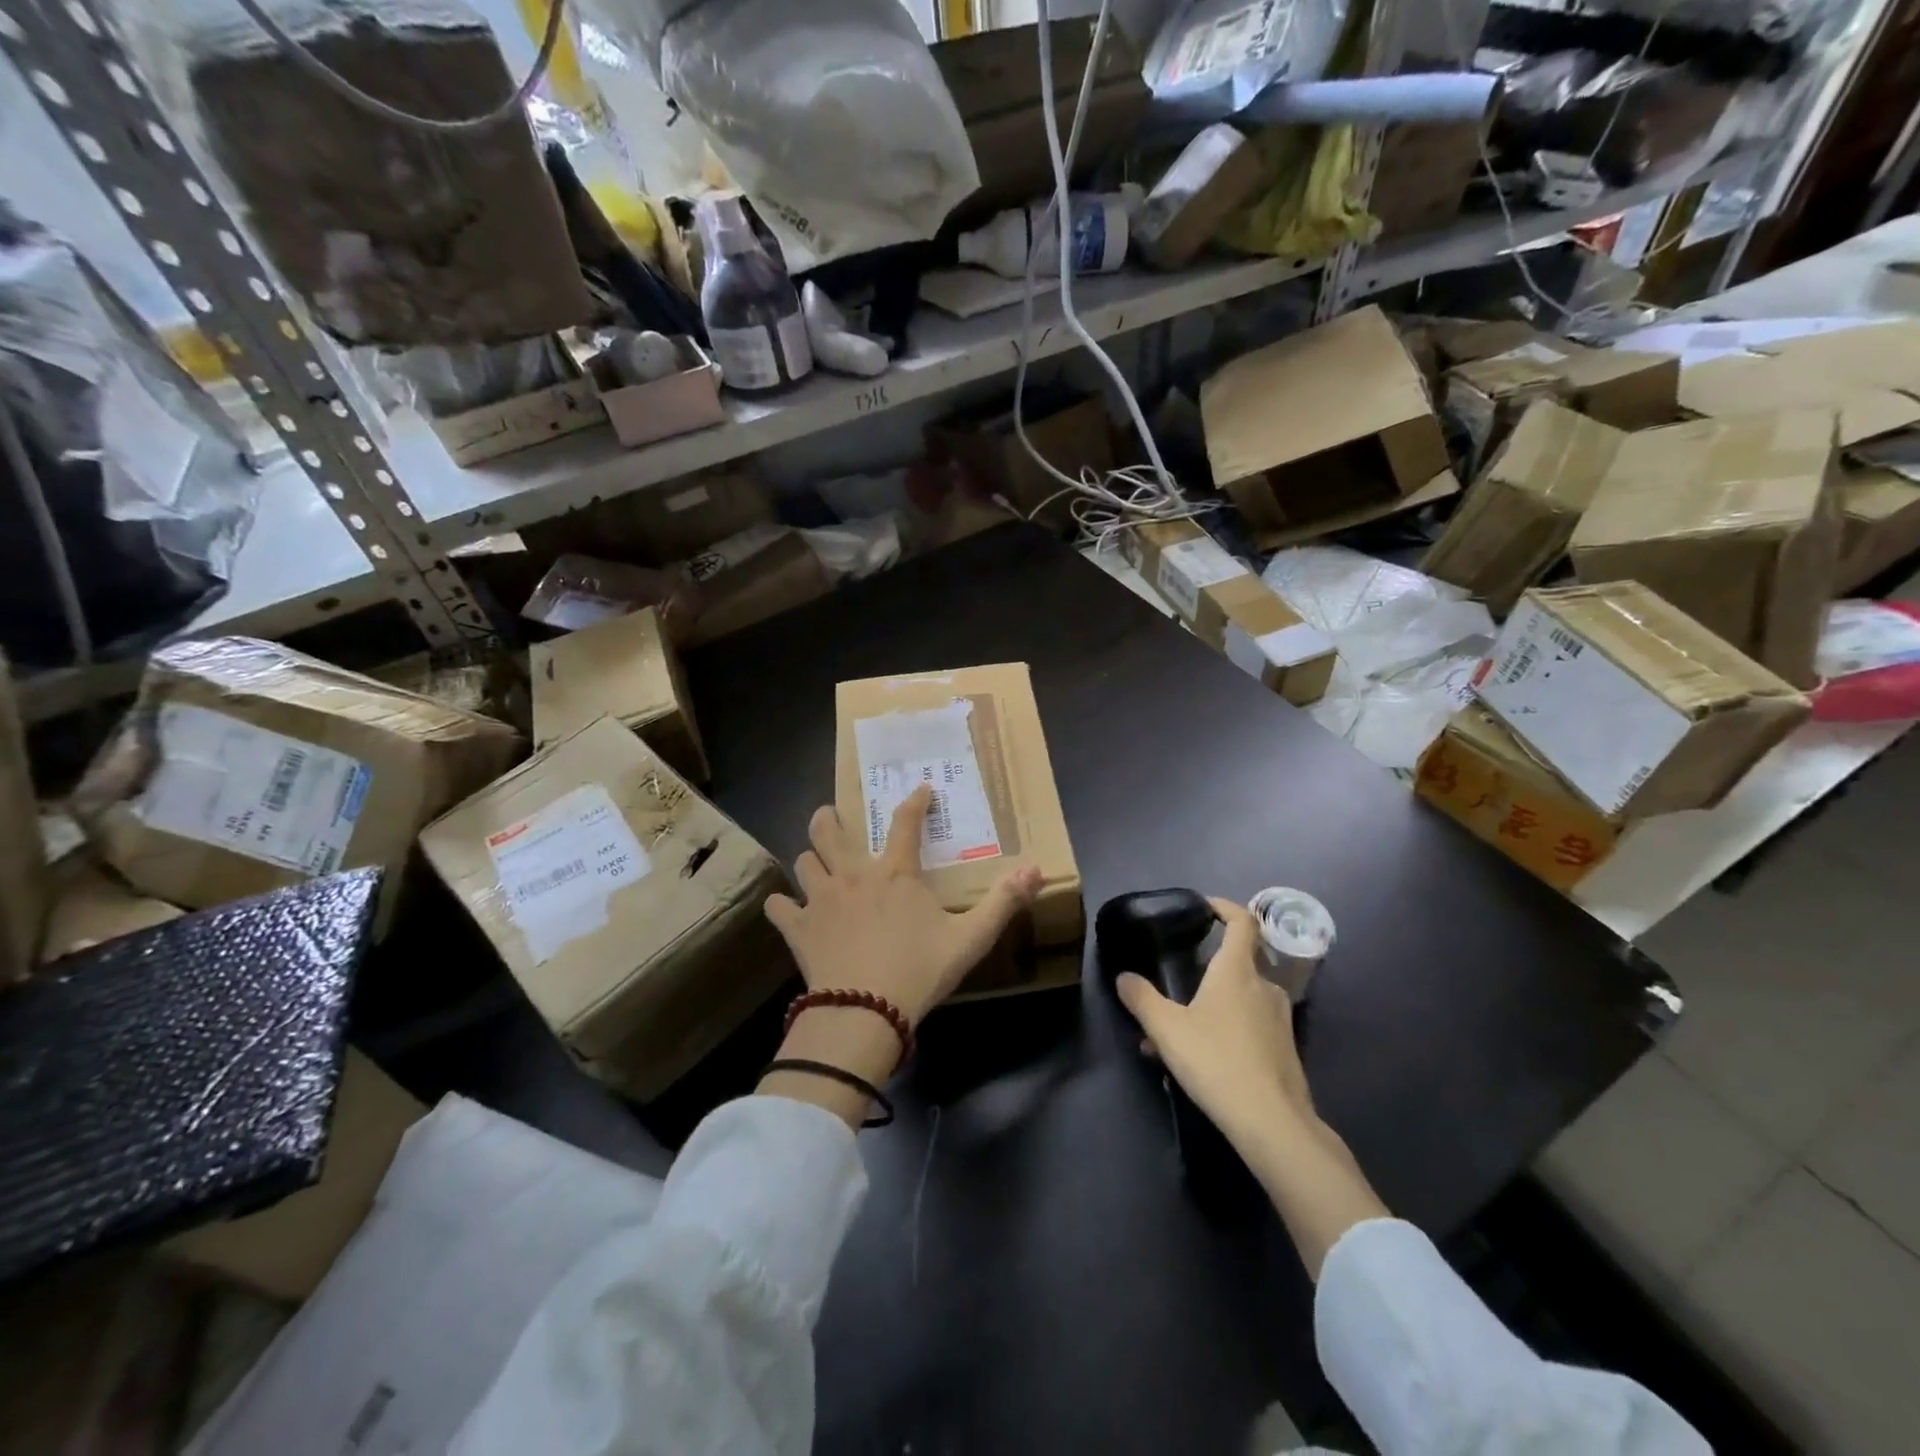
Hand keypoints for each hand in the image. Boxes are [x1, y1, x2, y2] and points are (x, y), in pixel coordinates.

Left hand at [766, 785, 1042, 1025]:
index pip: (905, 823)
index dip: (914, 802)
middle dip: (829, 818)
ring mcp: (820, 900)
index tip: (920, 789)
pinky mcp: (798, 929)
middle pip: (829, 830)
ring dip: (810, 858)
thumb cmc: (920, 970)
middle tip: (833, 816)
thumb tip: (1037, 869)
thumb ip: (1003, 903)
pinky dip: (782, 905)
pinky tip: (785, 908)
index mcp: (895, 873)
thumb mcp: (971, 938)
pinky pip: (779, 907)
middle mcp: (853, 875)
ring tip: (816, 862)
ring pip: (804, 861)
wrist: (865, 1012)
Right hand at [1115, 897, 1313, 1149]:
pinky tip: (1198, 1060)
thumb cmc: (1216, 1061)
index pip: (1242, 922)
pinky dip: (1224, 1030)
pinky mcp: (1285, 1050)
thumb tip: (1123, 977)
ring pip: (1240, 999)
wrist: (1272, 1122)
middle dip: (1207, 968)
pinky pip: (1249, 1026)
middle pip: (1238, 962)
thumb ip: (1142, 999)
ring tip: (1175, 1032)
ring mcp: (1279, 1020)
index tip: (1204, 907)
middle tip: (1177, 982)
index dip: (1225, 908)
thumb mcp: (1166, 1028)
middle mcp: (1264, 987)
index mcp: (1237, 971)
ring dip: (1210, 1005)